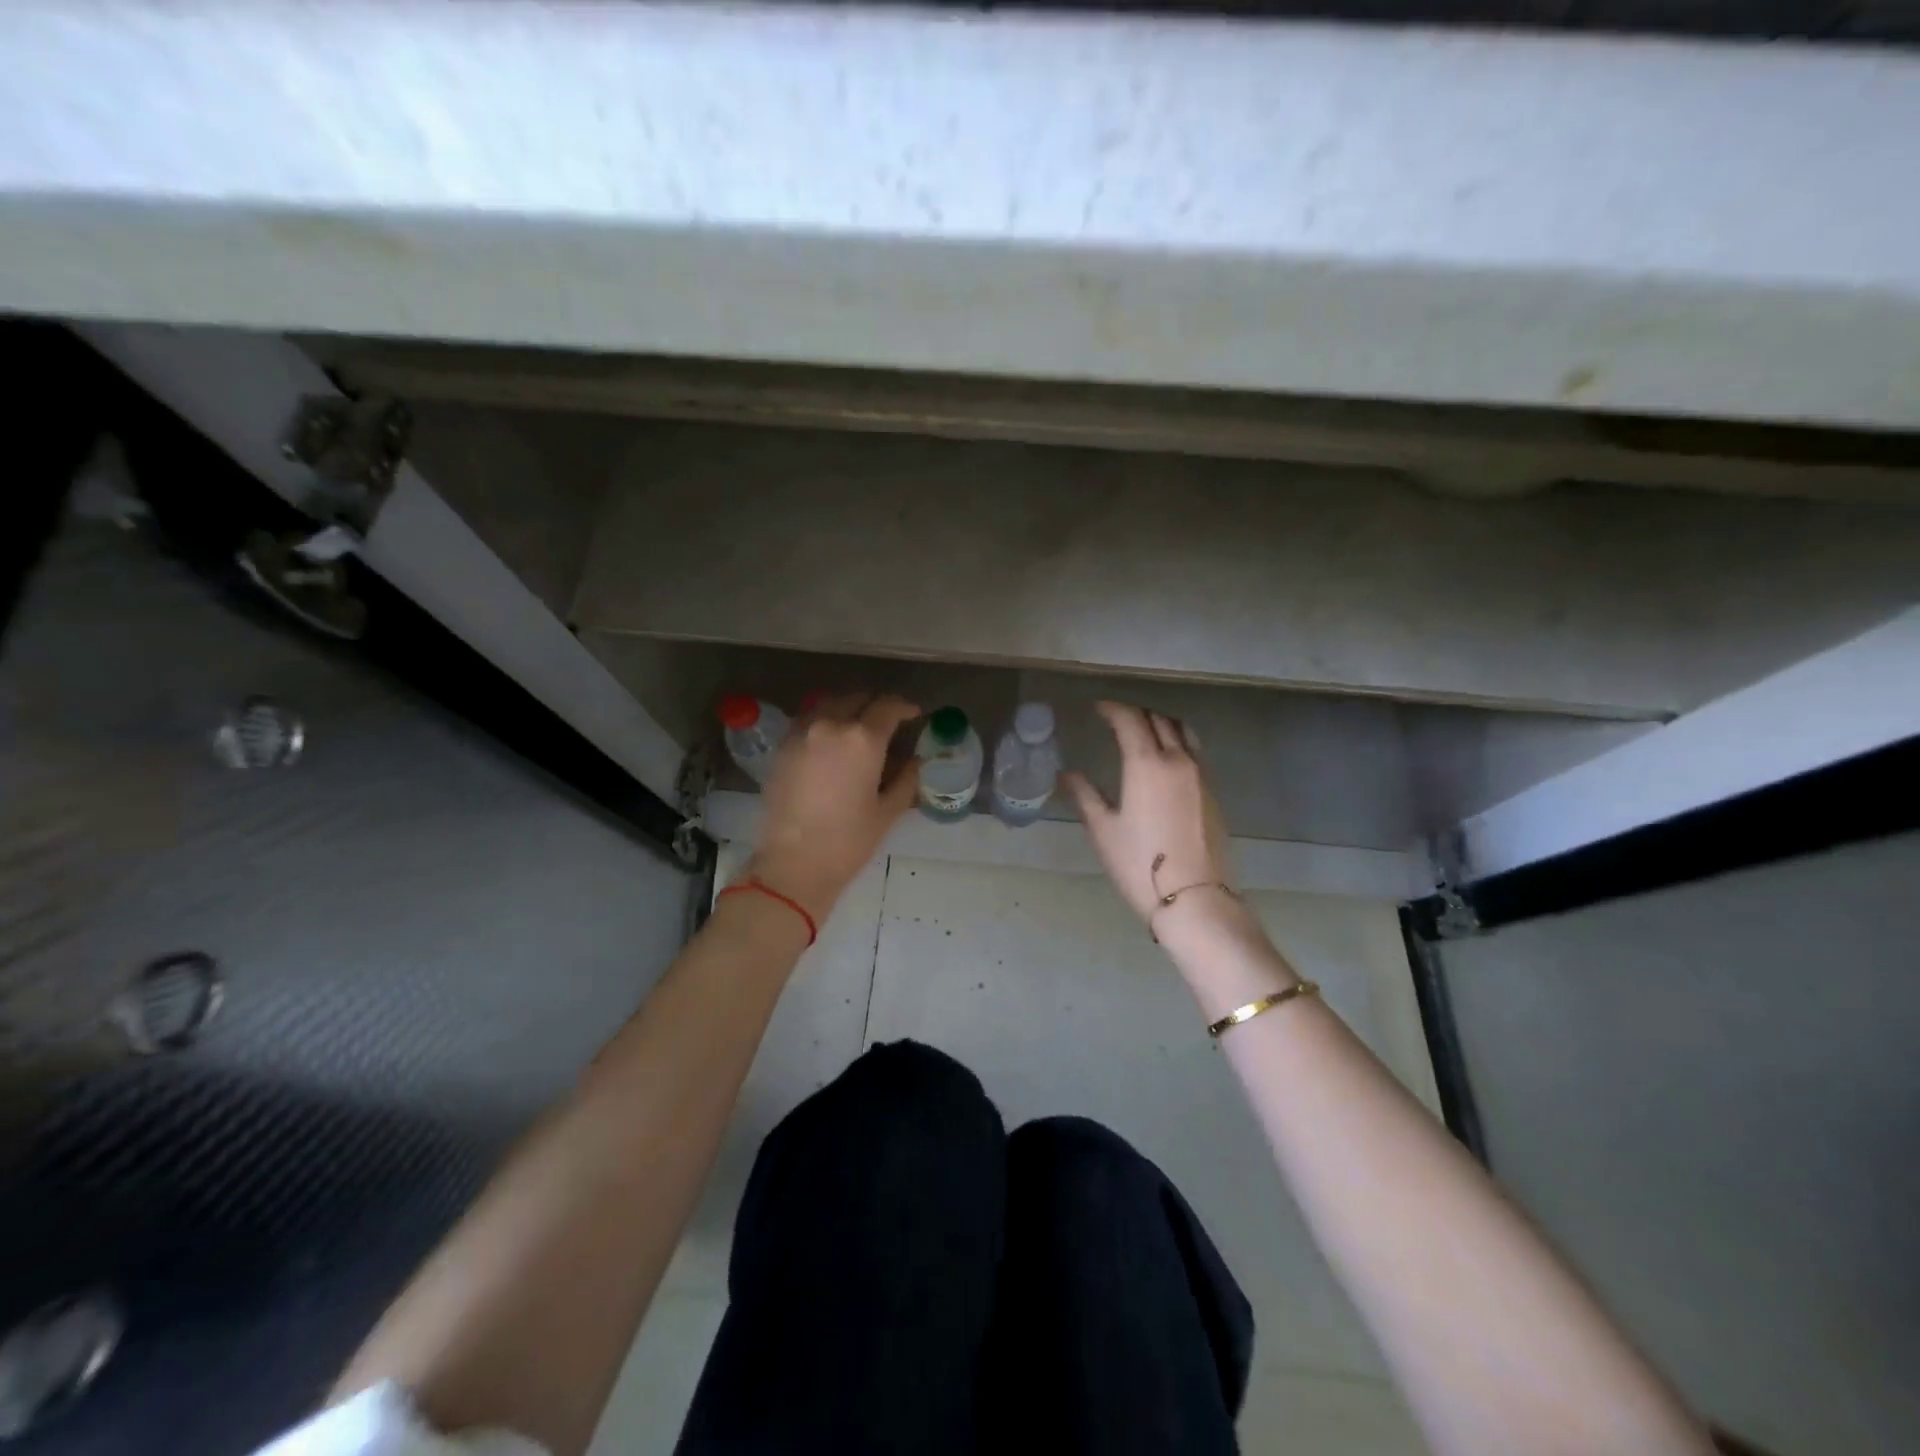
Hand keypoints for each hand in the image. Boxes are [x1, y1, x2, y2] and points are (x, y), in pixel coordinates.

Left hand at [746, 693, 920, 922]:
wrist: (793, 864)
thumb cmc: (848, 841)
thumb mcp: (888, 811)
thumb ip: (906, 779)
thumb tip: (915, 761)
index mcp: (863, 739)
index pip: (888, 707)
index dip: (905, 707)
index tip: (914, 714)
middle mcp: (831, 725)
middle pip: (858, 698)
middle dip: (876, 705)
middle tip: (889, 721)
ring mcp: (802, 733)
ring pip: (830, 704)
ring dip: (849, 709)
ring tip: (859, 727)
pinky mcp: (782, 747)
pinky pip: (808, 720)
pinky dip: (825, 721)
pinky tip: (831, 741)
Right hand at [1064, 701, 1232, 924]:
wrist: (1195, 899)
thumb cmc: (1139, 864)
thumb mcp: (1103, 830)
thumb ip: (1085, 795)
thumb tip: (1067, 774)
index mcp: (1147, 764)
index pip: (1130, 720)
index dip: (1112, 709)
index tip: (1097, 708)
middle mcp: (1178, 761)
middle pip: (1159, 720)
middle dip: (1136, 713)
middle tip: (1117, 718)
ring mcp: (1201, 776)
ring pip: (1183, 732)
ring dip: (1161, 724)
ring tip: (1144, 732)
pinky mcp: (1213, 794)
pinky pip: (1195, 753)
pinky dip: (1177, 743)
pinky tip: (1165, 762)